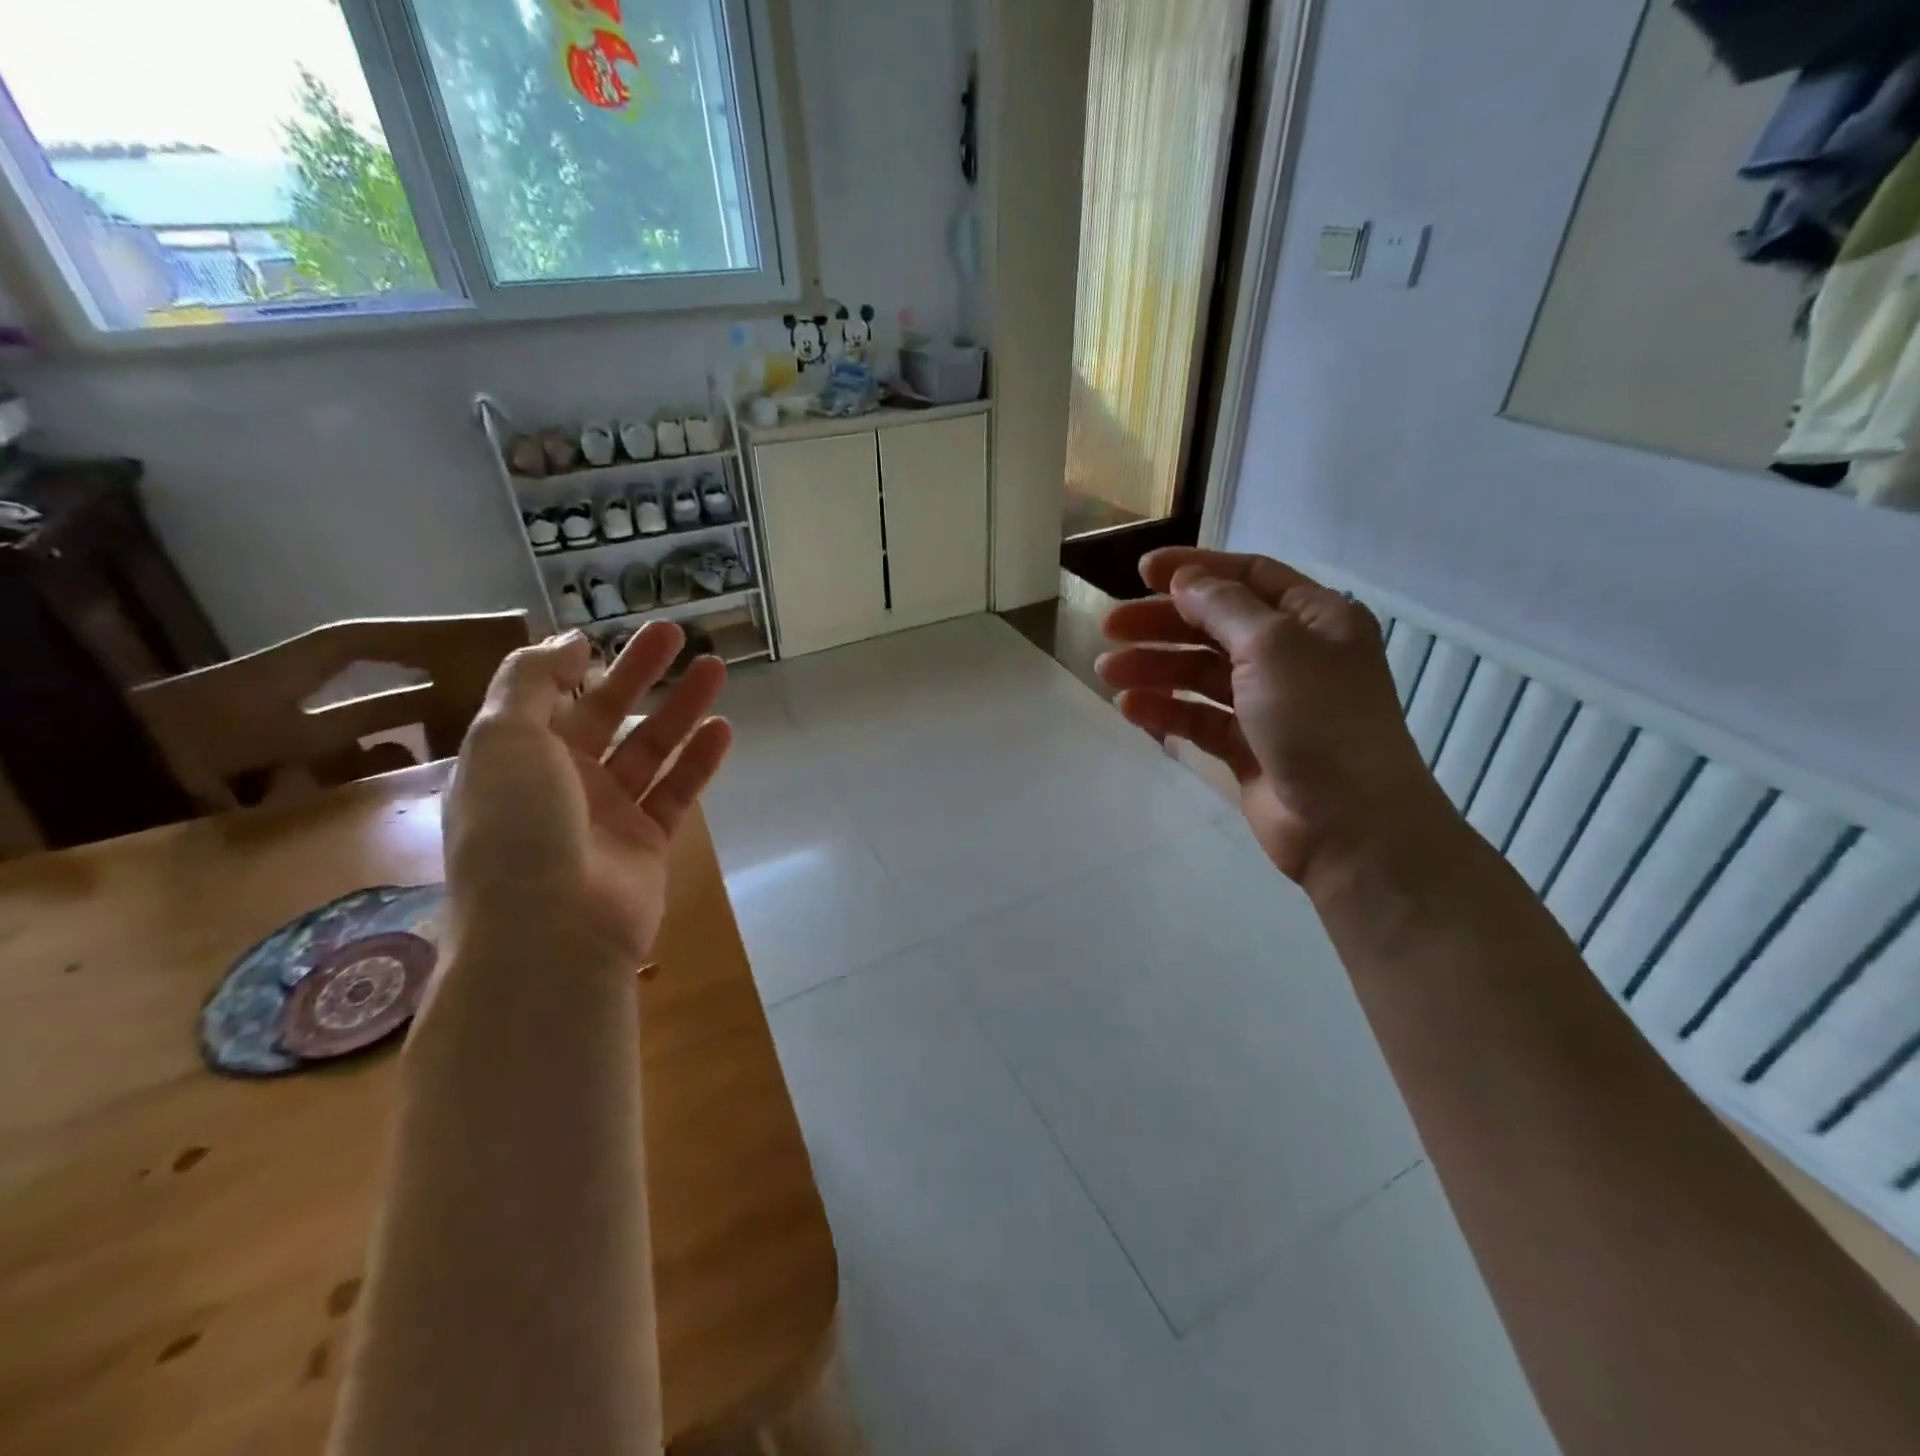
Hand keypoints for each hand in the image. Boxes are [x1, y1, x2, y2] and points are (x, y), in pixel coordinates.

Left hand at [442, 624, 732, 966]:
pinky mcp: (648, 843)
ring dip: (681, 708)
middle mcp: (560, 783)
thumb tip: (570, 640)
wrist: (552, 932)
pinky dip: (700, 760)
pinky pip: (677, 791)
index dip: (576, 664)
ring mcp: (607, 815)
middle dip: (640, 673)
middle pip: (607, 714)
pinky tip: (723, 728)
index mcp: (514, 759)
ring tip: (715, 668)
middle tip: (676, 633)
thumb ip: (530, 679)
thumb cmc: (517, 828)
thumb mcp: (502, 738)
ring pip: (651, 749)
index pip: (548, 699)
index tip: (608, 634)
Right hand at [1099, 548, 1451, 887]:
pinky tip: (1130, 708)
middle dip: (1161, 623)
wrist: (1350, 825)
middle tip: (1109, 627)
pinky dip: (1165, 710)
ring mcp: (1268, 704)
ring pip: (1200, 673)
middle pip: (1215, 625)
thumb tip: (1185, 580)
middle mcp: (1293, 655)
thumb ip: (1223, 606)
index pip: (1248, 575)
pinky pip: (1198, 717)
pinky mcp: (1247, 746)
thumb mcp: (1273, 645)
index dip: (1194, 569)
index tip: (1140, 572)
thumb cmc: (1319, 720)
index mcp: (1315, 618)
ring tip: (1108, 673)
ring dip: (1154, 667)